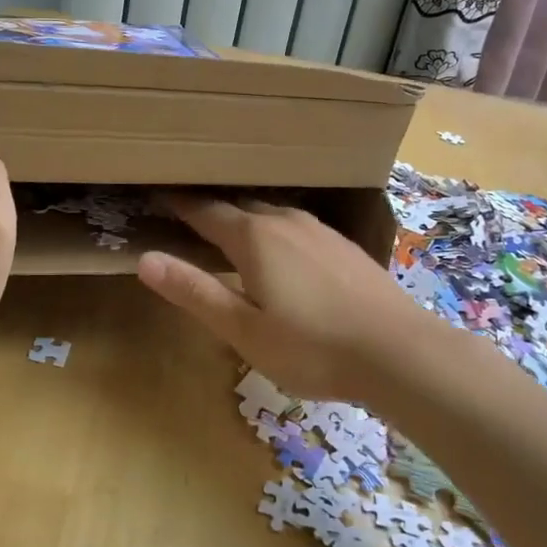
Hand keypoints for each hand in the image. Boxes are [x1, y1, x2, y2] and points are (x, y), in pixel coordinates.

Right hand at [136, 196, 430, 403]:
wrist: (401, 353)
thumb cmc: (312, 348)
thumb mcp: (244, 330)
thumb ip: (195, 292)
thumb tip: (145, 259)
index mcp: (254, 238)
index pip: (205, 212)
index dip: (179, 204)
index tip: (158, 194)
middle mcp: (285, 222)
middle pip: (239, 207)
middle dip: (211, 210)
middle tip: (187, 215)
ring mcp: (319, 231)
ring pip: (271, 214)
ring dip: (245, 219)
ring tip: (229, 230)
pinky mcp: (343, 246)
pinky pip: (296, 226)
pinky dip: (275, 231)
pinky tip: (282, 251)